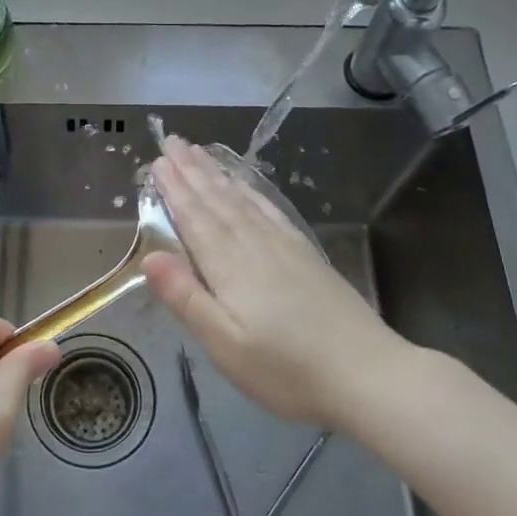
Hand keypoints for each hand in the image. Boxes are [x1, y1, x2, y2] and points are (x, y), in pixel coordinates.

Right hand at [143, 136, 413, 427]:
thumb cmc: (286, 370)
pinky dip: (252, 192)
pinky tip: (245, 185)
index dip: (174, 190)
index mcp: (229, 267)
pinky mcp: (305, 254)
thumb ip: (186, 298)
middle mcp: (254, 245)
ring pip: (242, 200)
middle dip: (192, 171)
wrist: (367, 374)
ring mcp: (284, 246)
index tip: (158, 161)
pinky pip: (270, 210)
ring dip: (217, 175)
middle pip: (217, 201)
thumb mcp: (225, 345)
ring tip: (199, 152)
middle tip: (172, 141)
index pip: (195, 219)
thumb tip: (149, 256)